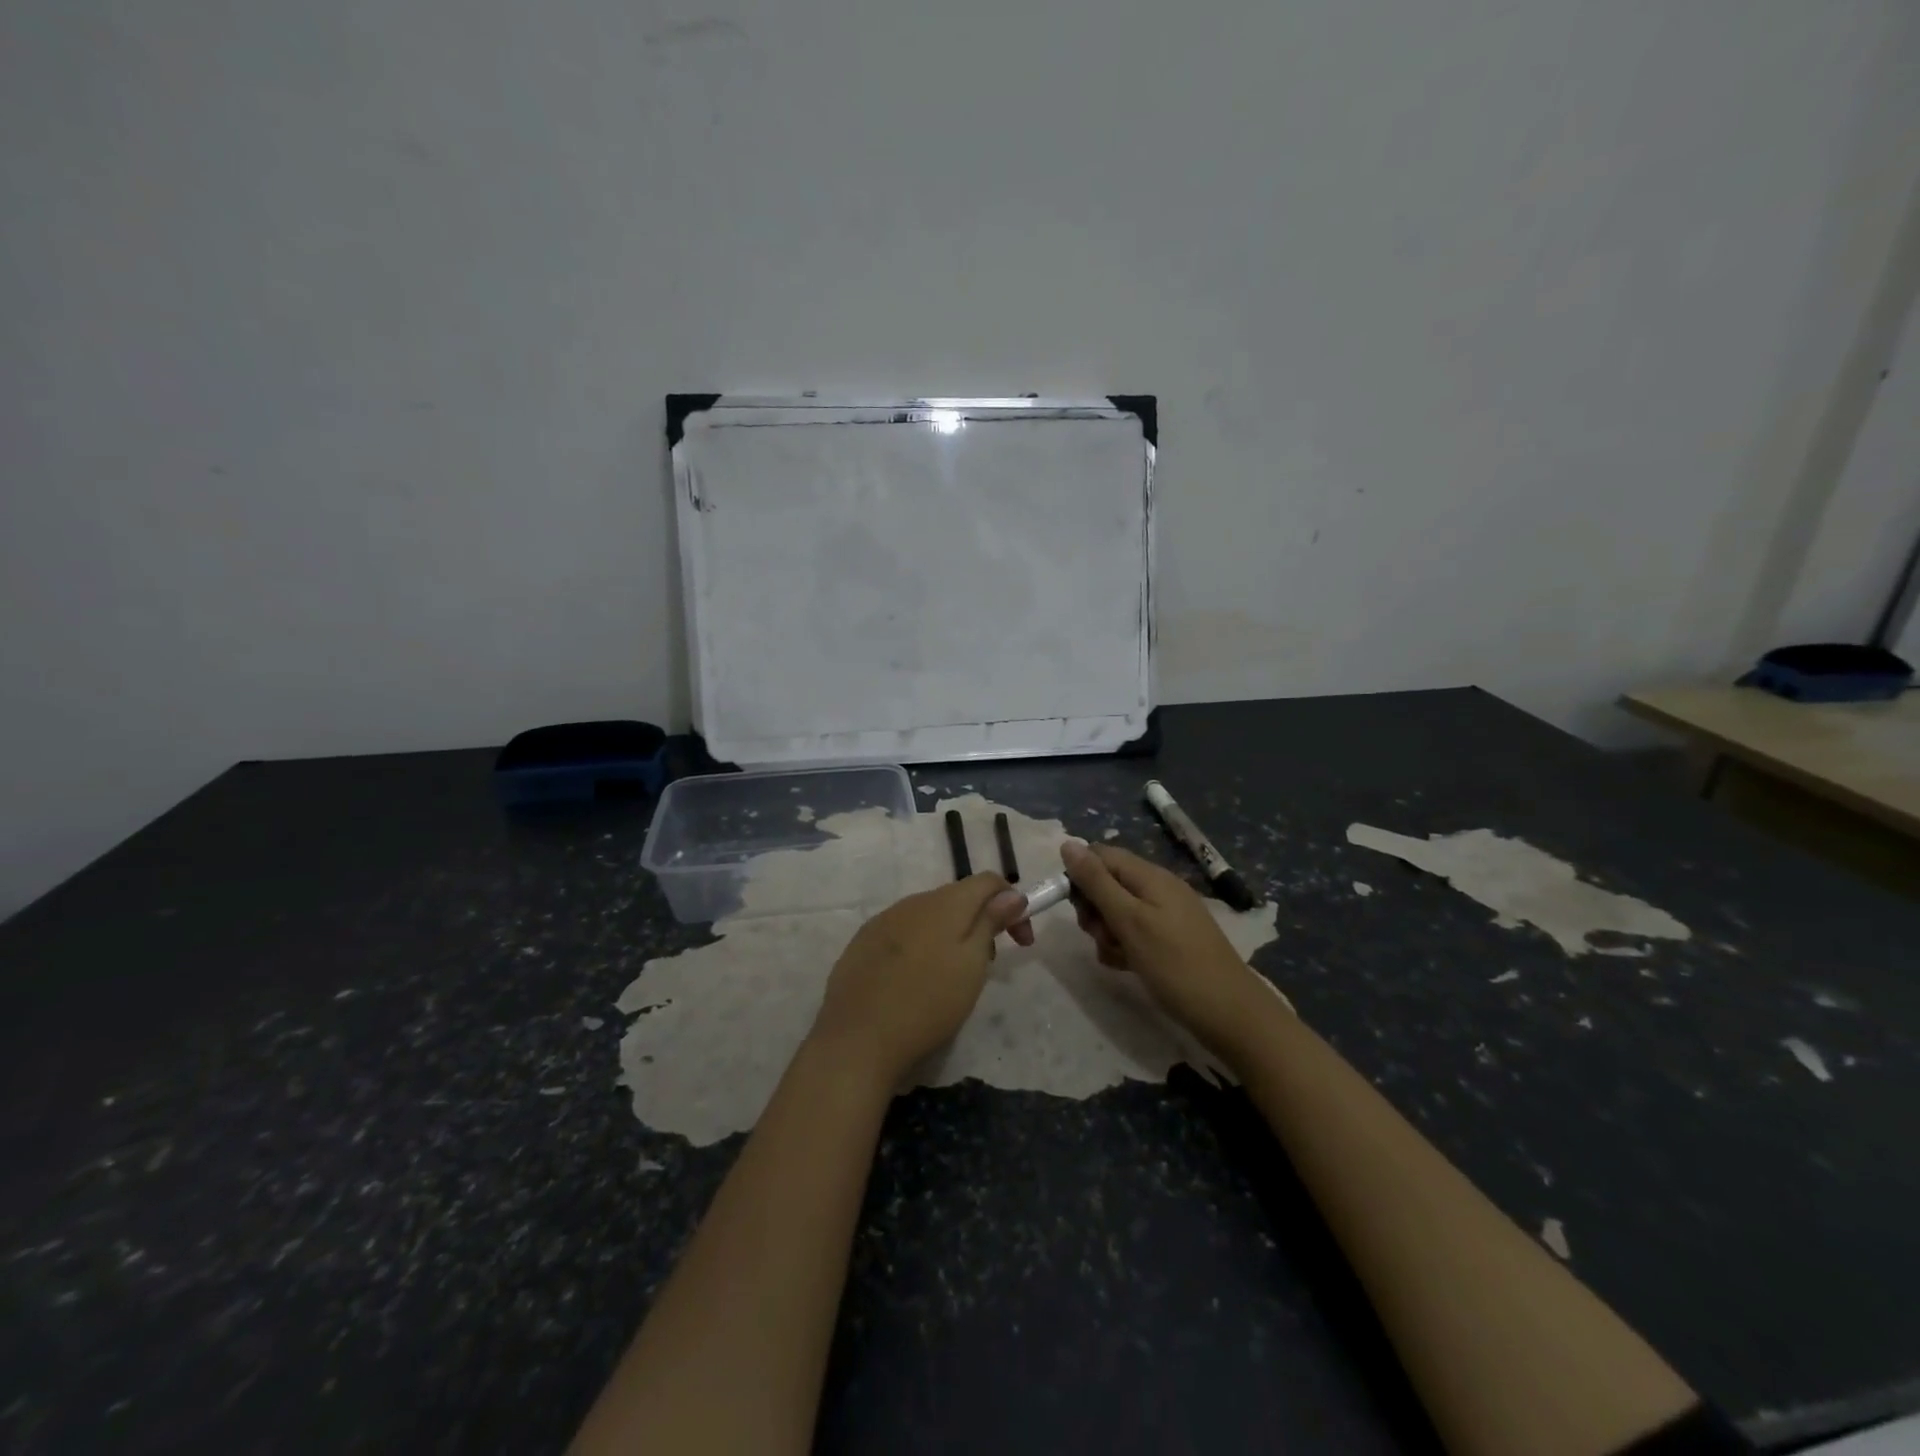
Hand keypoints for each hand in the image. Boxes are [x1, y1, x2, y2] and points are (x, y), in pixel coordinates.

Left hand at [810, 873, 1029, 1086]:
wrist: (857, 1038)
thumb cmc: (928, 1003)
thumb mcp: (972, 965)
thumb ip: (990, 922)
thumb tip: (1011, 893)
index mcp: (945, 902)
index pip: (988, 881)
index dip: (1012, 903)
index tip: (1021, 942)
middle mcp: (913, 901)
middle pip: (958, 897)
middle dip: (981, 921)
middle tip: (989, 963)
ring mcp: (884, 919)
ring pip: (929, 915)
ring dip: (950, 933)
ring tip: (952, 975)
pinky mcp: (863, 941)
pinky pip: (903, 931)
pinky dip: (921, 944)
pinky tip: (915, 978)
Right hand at [1062, 840, 1280, 1058]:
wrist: (1229, 1013)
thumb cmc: (1175, 964)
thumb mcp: (1129, 921)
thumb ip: (1097, 882)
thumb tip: (1068, 844)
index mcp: (1150, 876)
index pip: (1100, 855)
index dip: (1080, 876)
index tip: (1075, 908)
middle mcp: (1157, 888)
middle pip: (1107, 883)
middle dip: (1094, 909)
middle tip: (1100, 936)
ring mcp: (1165, 914)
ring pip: (1117, 911)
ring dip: (1106, 931)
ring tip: (1117, 956)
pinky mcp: (1169, 939)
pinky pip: (1134, 932)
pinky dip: (1124, 946)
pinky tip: (1126, 966)